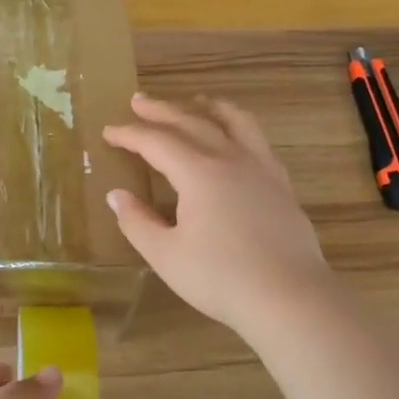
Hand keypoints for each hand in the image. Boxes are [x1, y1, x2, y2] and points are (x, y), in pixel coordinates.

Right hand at [104, 92, 331, 335]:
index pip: (156, 142)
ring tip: (195, 102)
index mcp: (198, 172)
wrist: (290, 297)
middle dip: (162, 110)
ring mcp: (261, 168)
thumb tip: (117, 195)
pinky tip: (235, 140)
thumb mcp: (166, 255)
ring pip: (234, 122)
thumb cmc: (220, 278)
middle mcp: (230, 159)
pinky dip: (238, 128)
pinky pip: (257, 140)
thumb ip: (137, 222)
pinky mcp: (281, 184)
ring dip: (208, 108)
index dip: (129, 134)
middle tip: (139, 101)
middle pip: (192, 122)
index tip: (108, 131)